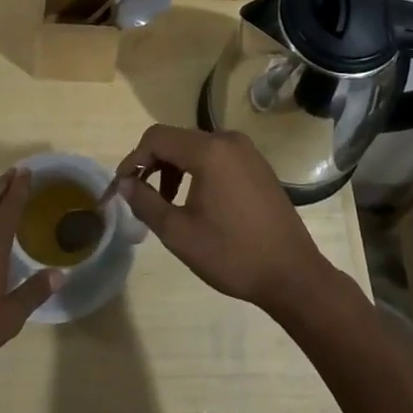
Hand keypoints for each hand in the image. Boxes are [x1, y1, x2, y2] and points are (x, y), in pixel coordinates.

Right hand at [114, 125, 334, 318]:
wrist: (292, 274)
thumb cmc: (232, 255)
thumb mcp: (180, 234)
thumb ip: (147, 203)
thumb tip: (125, 184)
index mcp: (209, 151)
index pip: (157, 138)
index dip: (133, 159)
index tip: (121, 187)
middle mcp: (228, 140)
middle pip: (177, 139)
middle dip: (153, 164)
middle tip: (141, 197)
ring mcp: (247, 151)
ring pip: (196, 147)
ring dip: (174, 169)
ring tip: (167, 204)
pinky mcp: (257, 165)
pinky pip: (217, 156)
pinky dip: (197, 171)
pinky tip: (196, 202)